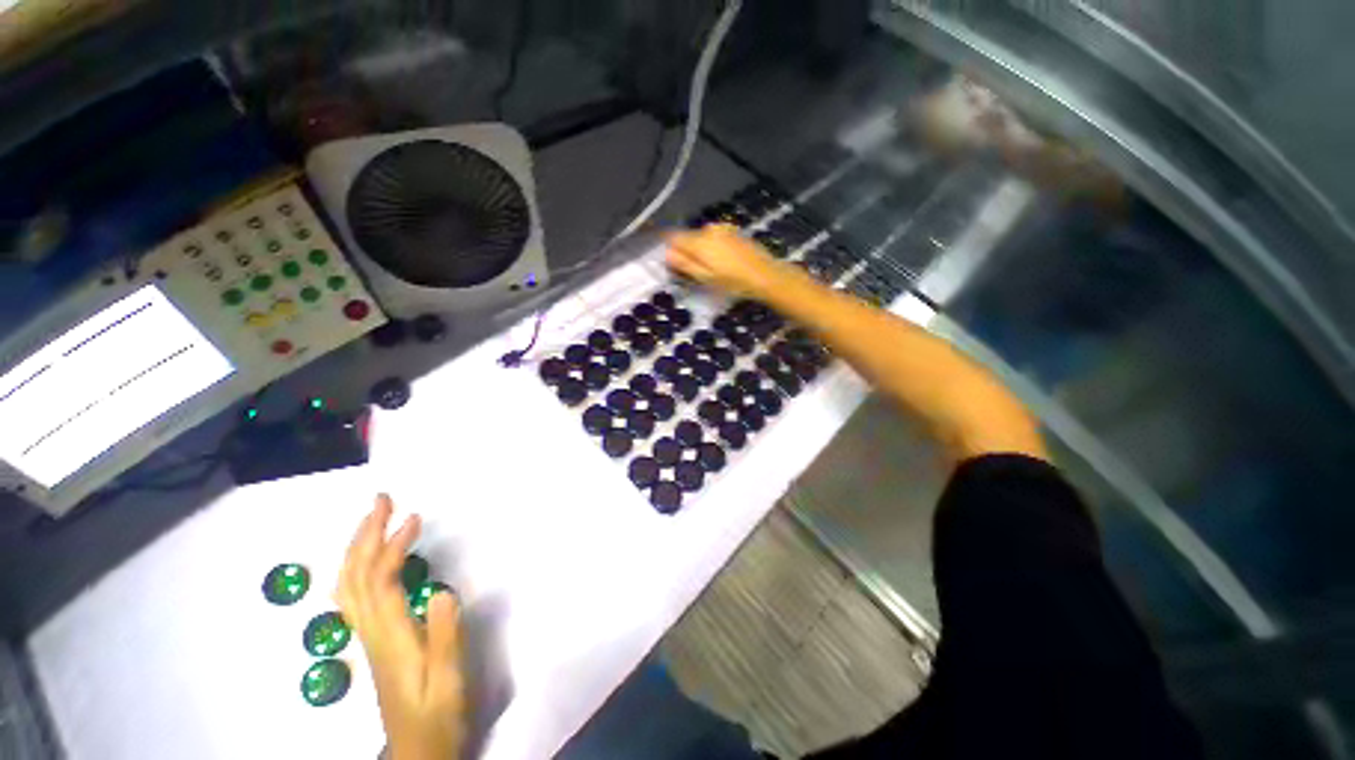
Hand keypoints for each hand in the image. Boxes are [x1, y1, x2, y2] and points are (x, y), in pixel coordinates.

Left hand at [337, 495, 464, 759]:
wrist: (419, 751)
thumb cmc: (438, 713)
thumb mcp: (448, 677)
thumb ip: (443, 634)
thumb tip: (439, 590)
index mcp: (390, 637)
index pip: (380, 582)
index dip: (393, 546)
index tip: (413, 517)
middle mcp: (371, 632)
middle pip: (354, 578)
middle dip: (364, 536)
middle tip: (382, 501)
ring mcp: (368, 637)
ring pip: (348, 587)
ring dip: (357, 549)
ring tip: (374, 521)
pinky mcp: (374, 642)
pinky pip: (353, 599)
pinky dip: (356, 570)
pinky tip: (367, 563)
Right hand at [665, 224, 790, 297]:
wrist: (765, 275)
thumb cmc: (733, 281)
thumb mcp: (705, 278)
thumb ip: (684, 264)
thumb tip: (666, 253)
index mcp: (698, 241)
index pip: (673, 236)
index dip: (667, 246)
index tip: (669, 259)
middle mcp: (708, 229)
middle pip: (688, 237)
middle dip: (686, 250)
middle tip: (694, 271)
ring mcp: (722, 228)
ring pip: (702, 237)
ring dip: (701, 249)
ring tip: (711, 268)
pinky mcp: (733, 231)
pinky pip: (715, 236)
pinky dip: (713, 246)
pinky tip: (724, 261)